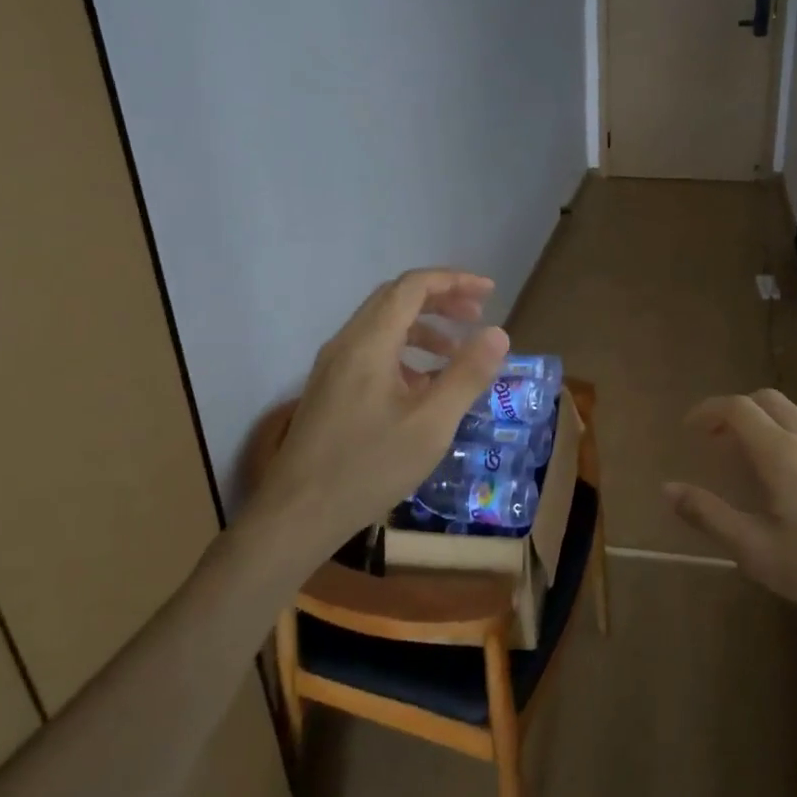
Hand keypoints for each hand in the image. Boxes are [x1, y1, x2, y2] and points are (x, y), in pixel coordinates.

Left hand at [249, 269, 508, 555]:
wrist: (297, 515)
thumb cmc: (369, 467)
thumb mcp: (431, 424)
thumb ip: (466, 375)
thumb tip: (498, 334)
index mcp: (369, 342)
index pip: (413, 287)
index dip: (454, 281)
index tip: (489, 293)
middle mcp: (346, 343)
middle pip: (396, 299)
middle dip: (441, 300)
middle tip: (477, 317)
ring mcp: (333, 367)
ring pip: (382, 326)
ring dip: (423, 327)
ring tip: (456, 352)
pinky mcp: (329, 389)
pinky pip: (371, 352)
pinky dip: (404, 353)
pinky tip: (423, 385)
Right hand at [665, 390, 796, 642]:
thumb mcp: (755, 551)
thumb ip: (709, 515)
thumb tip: (669, 488)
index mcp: (780, 453)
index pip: (737, 407)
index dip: (708, 410)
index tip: (690, 429)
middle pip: (767, 399)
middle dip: (736, 410)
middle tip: (717, 440)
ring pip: (796, 410)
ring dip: (767, 418)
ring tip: (753, 451)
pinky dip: (794, 431)